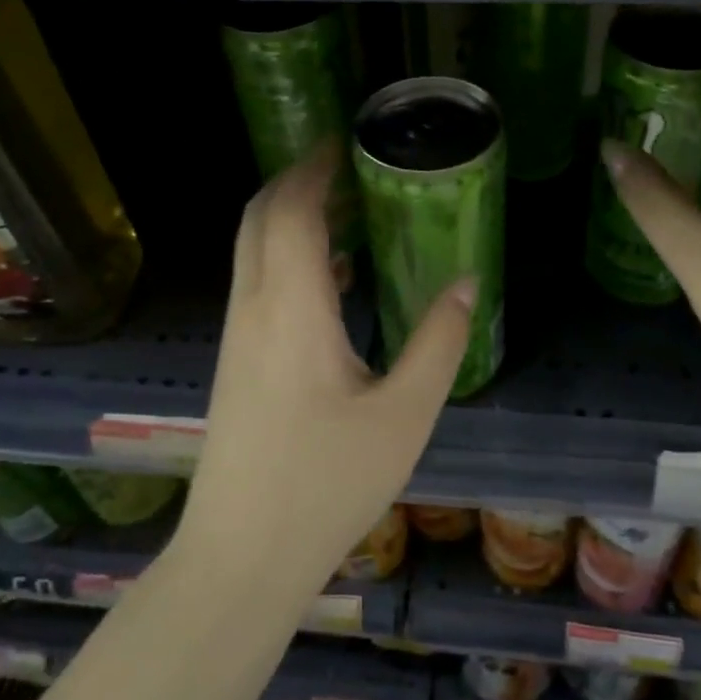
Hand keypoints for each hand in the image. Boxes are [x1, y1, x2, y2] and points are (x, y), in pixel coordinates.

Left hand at [179, 143, 474, 595]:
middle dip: (298, 180)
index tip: (347, 141)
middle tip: (350, 167)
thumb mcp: (403, 416)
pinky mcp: (235, 358)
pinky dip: (287, 253)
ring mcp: (237, 333)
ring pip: (253, 247)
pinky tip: (333, 276)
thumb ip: (438, 343)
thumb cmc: (325, 485)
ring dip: (291, 215)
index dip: (314, 166)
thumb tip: (466, 283)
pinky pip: (257, 279)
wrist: (240, 557)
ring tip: (349, 209)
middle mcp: (254, 307)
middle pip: (260, 215)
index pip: (291, 209)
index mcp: (291, 308)